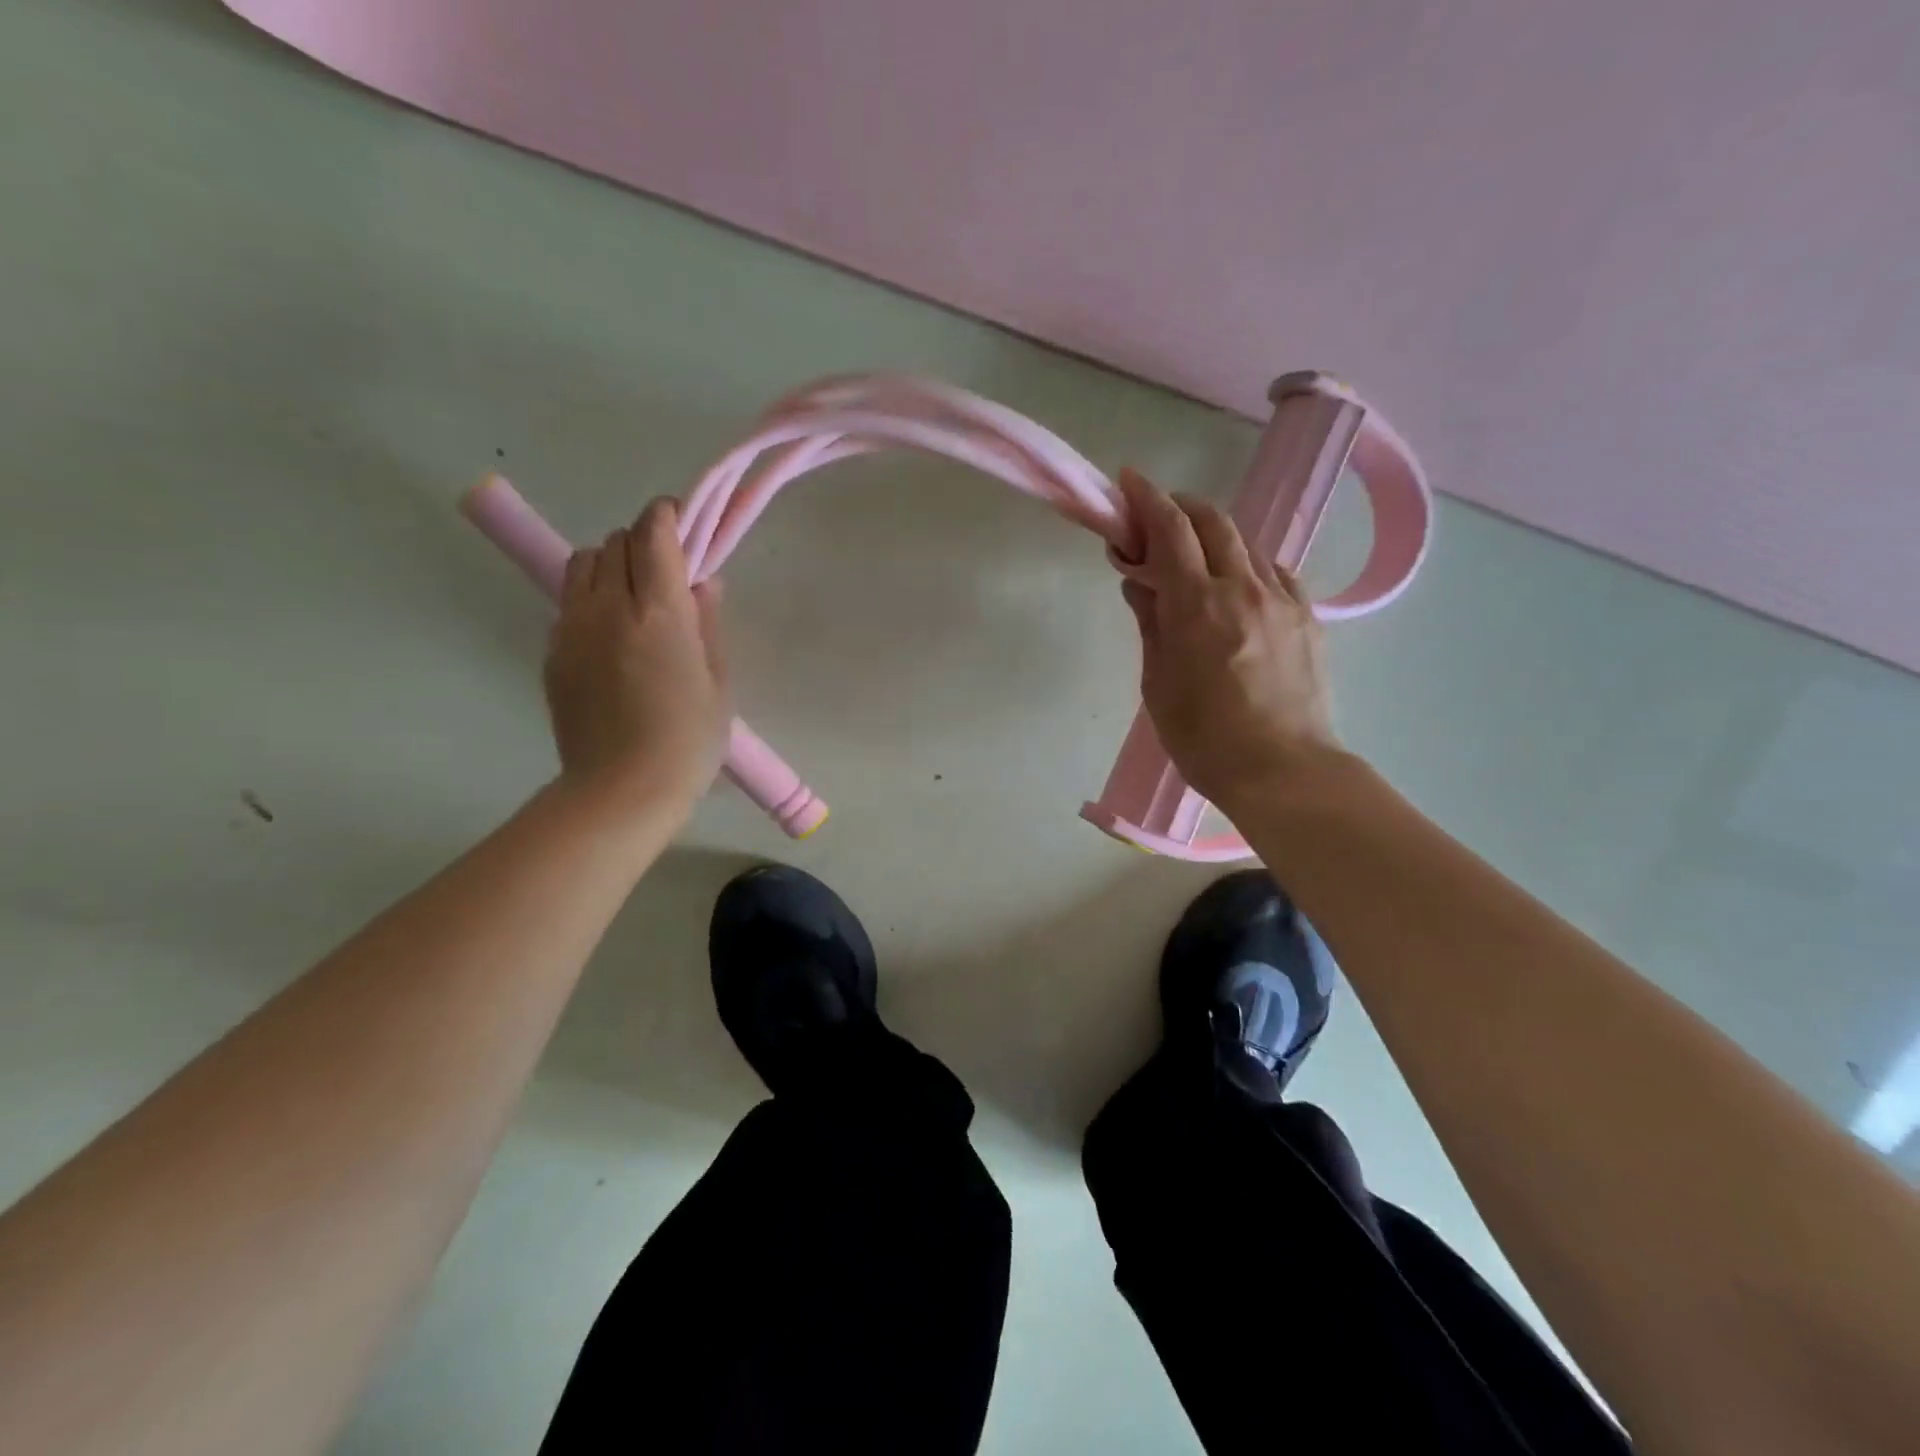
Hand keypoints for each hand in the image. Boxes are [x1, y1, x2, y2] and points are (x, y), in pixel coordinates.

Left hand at [544, 499, 728, 815]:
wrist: (621, 790)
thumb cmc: (688, 740)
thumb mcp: (718, 682)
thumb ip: (707, 622)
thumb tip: (703, 581)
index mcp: (658, 611)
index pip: (653, 533)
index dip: (668, 516)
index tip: (683, 522)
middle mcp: (607, 607)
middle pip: (615, 541)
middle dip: (643, 542)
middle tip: (667, 570)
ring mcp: (572, 628)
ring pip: (583, 563)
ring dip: (611, 564)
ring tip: (633, 597)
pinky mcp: (552, 652)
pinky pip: (569, 603)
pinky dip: (591, 599)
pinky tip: (612, 638)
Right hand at [1113, 468, 1341, 812]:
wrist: (1284, 771)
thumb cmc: (1205, 738)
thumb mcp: (1159, 684)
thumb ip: (1151, 623)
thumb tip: (1140, 581)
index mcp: (1198, 605)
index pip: (1170, 531)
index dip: (1147, 499)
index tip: (1128, 482)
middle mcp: (1244, 588)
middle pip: (1213, 522)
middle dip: (1180, 507)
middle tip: (1155, 519)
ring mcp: (1283, 600)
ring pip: (1246, 543)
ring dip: (1214, 536)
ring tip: (1193, 557)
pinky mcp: (1308, 618)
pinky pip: (1275, 573)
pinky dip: (1247, 565)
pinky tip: (1238, 587)